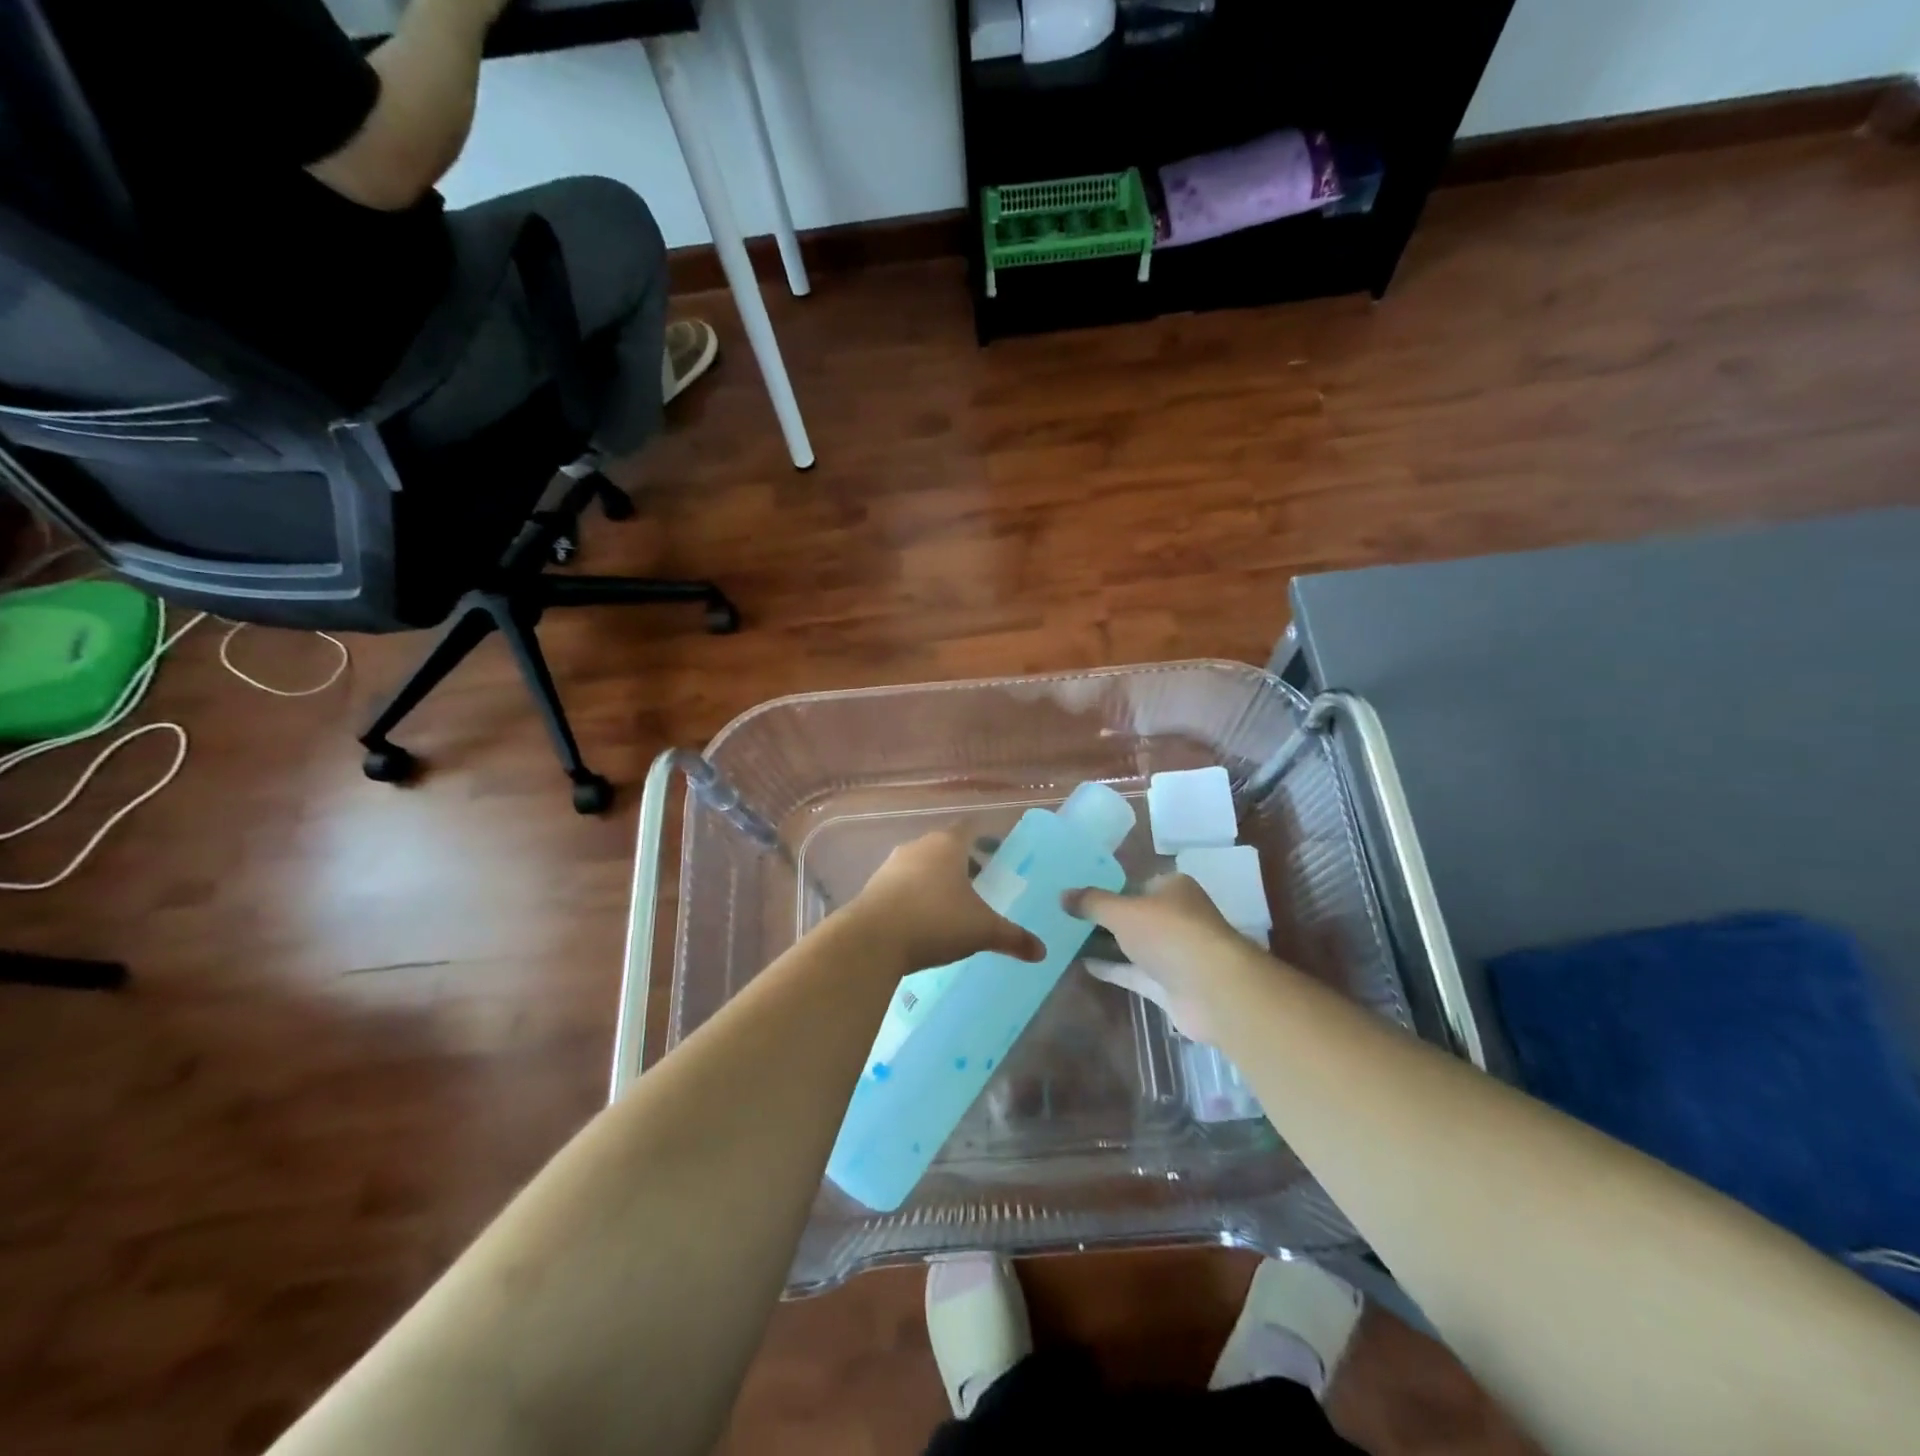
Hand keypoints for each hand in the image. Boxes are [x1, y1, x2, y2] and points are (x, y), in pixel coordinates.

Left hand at [846, 828, 1045, 973]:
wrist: (872, 940)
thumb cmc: (935, 921)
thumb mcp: (982, 931)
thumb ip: (1013, 937)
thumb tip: (1042, 952)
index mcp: (947, 845)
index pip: (968, 828)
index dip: (983, 836)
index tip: (995, 849)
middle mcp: (918, 847)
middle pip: (944, 846)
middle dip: (961, 861)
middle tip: (980, 880)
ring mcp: (891, 866)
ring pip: (920, 865)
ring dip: (935, 878)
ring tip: (952, 902)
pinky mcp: (873, 888)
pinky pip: (901, 885)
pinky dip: (915, 895)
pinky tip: (923, 918)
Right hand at [1067, 875, 1276, 1044]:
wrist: (1212, 989)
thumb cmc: (1169, 934)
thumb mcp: (1123, 911)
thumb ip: (1092, 902)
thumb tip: (1061, 894)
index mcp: (1173, 888)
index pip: (1138, 881)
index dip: (1110, 885)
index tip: (1079, 890)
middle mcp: (1176, 916)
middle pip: (1135, 913)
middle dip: (1106, 915)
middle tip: (1067, 914)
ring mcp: (1173, 952)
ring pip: (1134, 944)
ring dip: (1107, 942)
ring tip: (1067, 937)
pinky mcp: (1168, 984)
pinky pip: (1133, 972)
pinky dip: (1112, 968)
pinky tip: (1082, 964)